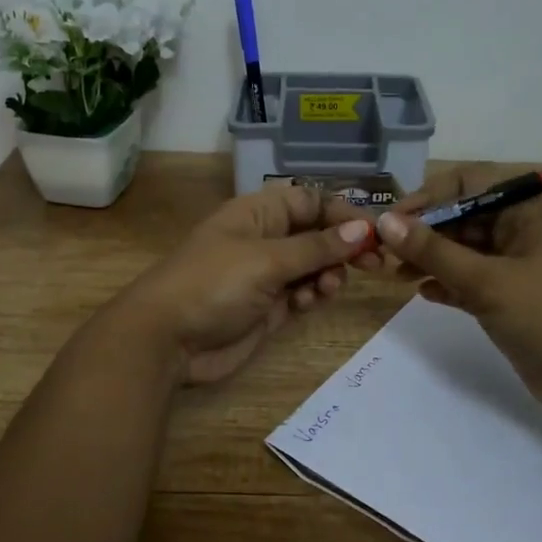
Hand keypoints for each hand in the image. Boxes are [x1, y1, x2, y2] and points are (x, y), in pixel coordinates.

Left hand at [113, 183, 373, 384]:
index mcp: (258, 213)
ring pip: (314, 266)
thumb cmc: (213, 284)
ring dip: (328, 275)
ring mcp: (265, 275)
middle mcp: (264, 239)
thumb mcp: (267, 260)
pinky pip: (302, 294)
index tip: (375, 233)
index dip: (343, 214)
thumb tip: (362, 229)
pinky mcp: (267, 308)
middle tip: (374, 264)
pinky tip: (308, 304)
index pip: (310, 202)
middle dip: (344, 247)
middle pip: (316, 235)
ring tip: (326, 289)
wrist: (166, 340)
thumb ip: (316, 247)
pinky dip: (312, 296)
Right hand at [372, 168, 541, 416]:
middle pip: (461, 218)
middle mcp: (519, 232)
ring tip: (395, 275)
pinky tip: (422, 294)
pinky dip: (446, 284)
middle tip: (384, 254)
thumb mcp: (487, 281)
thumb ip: (434, 251)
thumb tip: (386, 222)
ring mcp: (514, 267)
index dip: (429, 197)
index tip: (394, 221)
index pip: (468, 184)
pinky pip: (469, 281)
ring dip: (429, 259)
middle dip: (423, 232)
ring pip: (462, 251)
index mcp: (524, 213)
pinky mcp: (509, 299)